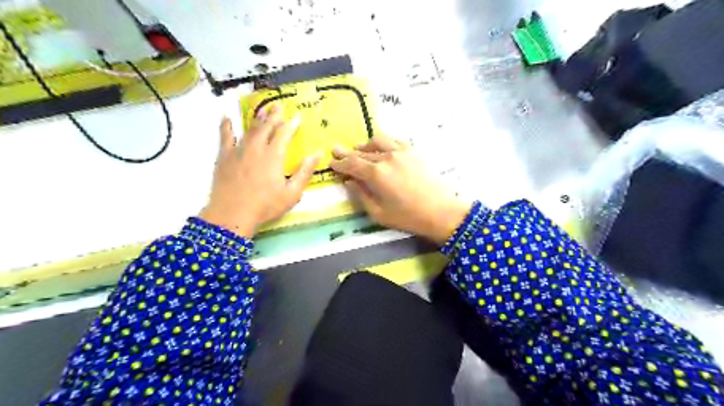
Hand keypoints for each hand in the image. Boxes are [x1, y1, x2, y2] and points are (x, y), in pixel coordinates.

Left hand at [199, 105, 319, 237]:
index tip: (297, 116)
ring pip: (249, 128)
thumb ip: (305, 171)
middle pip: (266, 126)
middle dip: (274, 115)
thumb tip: (317, 153)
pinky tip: (227, 117)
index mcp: (274, 155)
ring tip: (262, 109)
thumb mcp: (292, 193)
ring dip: (257, 117)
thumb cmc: (266, 206)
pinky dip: (226, 126)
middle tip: (278, 105)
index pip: (284, 133)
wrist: (232, 214)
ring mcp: (238, 150)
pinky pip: (225, 136)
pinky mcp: (224, 156)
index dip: (291, 124)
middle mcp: (256, 148)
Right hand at [330, 134, 472, 244]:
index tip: (331, 163)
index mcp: (376, 174)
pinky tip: (380, 148)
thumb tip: (349, 182)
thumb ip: (361, 195)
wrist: (442, 211)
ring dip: (364, 145)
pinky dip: (382, 142)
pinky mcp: (413, 151)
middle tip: (336, 151)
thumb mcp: (378, 213)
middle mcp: (386, 157)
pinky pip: (393, 140)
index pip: (352, 164)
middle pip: (362, 152)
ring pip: (377, 141)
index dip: (340, 163)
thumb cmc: (408, 217)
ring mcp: (401, 151)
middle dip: (348, 153)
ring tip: (358, 149)